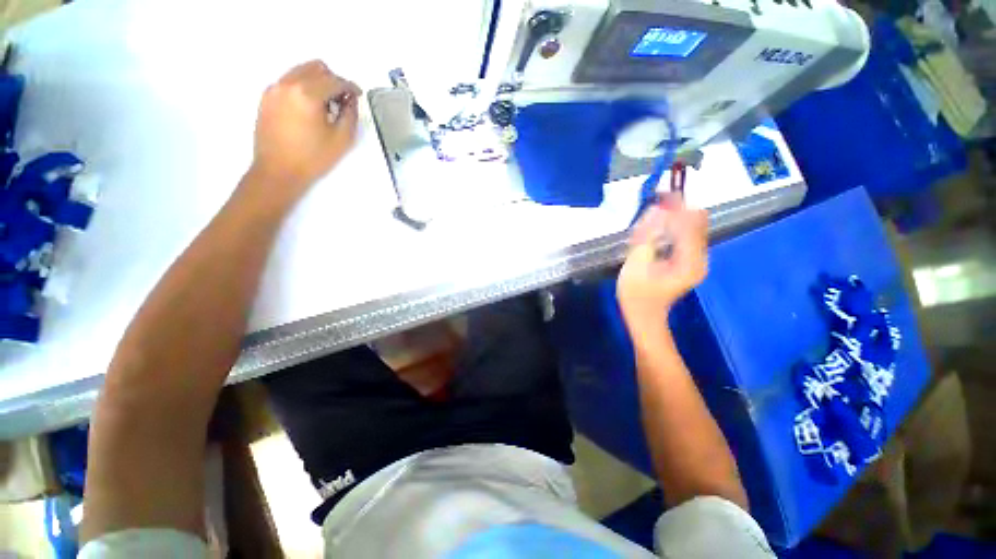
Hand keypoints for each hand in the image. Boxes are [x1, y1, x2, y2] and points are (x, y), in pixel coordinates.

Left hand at [250, 60, 361, 193]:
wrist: (278, 170)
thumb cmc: (313, 158)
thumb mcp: (342, 139)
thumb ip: (350, 114)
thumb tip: (350, 100)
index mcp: (307, 94)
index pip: (334, 80)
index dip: (350, 87)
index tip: (358, 95)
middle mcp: (288, 83)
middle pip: (316, 67)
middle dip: (333, 80)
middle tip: (342, 100)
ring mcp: (275, 88)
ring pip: (301, 71)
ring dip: (318, 81)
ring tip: (326, 105)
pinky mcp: (267, 96)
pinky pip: (289, 81)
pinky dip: (303, 86)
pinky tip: (309, 108)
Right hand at [617, 195, 708, 334]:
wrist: (644, 316)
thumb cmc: (636, 294)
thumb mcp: (636, 264)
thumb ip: (647, 236)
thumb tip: (657, 209)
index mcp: (690, 261)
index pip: (691, 223)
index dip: (678, 206)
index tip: (661, 195)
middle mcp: (700, 258)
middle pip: (696, 222)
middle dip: (677, 209)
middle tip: (656, 203)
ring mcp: (696, 260)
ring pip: (691, 227)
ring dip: (673, 218)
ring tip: (652, 216)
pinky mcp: (689, 261)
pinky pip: (685, 236)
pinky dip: (671, 228)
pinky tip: (655, 230)